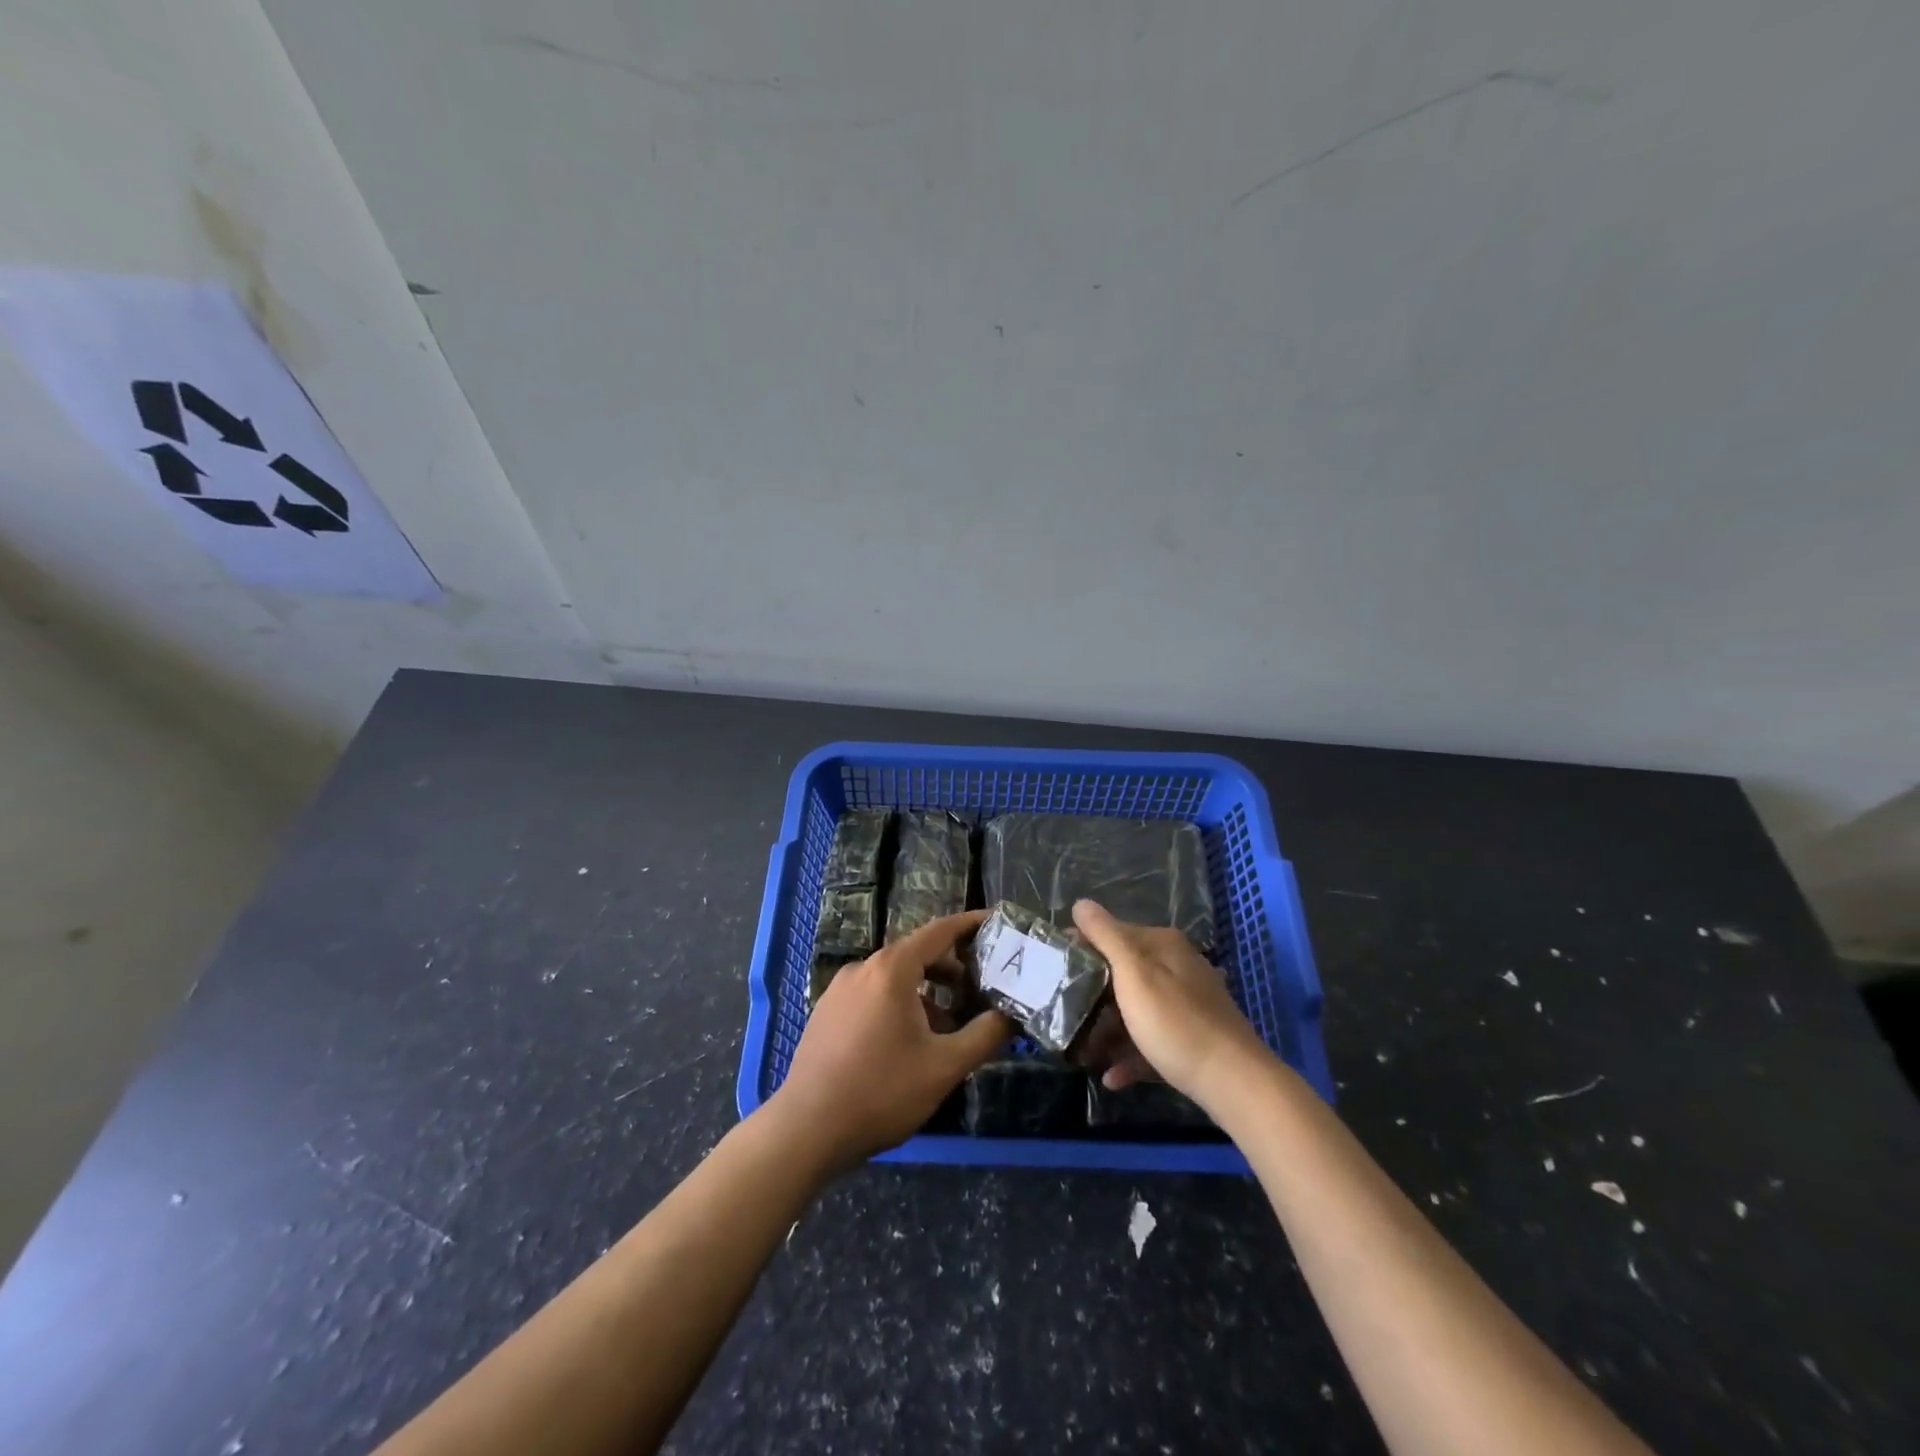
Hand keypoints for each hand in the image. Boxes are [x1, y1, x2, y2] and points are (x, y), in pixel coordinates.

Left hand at [769, 910, 1011, 1169]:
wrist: (806, 1130)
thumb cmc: (881, 1092)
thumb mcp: (944, 1067)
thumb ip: (985, 1035)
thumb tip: (1011, 1015)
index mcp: (892, 969)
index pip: (940, 931)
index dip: (970, 924)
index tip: (996, 922)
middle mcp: (863, 968)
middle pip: (917, 954)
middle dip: (953, 969)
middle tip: (981, 991)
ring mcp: (840, 989)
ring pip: (895, 978)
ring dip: (927, 993)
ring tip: (949, 1028)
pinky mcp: (827, 1012)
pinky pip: (873, 995)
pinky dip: (900, 1004)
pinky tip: (910, 1043)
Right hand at [1071, 899, 1271, 1108]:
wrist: (1234, 1081)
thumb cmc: (1175, 1022)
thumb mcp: (1133, 973)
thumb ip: (1106, 936)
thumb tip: (1081, 902)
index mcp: (1162, 945)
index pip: (1112, 933)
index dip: (1081, 947)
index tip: (1053, 968)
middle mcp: (1177, 966)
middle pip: (1123, 973)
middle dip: (1092, 995)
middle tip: (1062, 1012)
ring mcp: (1187, 1003)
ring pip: (1136, 1009)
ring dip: (1108, 1030)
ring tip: (1083, 1052)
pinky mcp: (1193, 1037)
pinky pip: (1153, 1039)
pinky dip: (1131, 1055)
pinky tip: (1112, 1076)